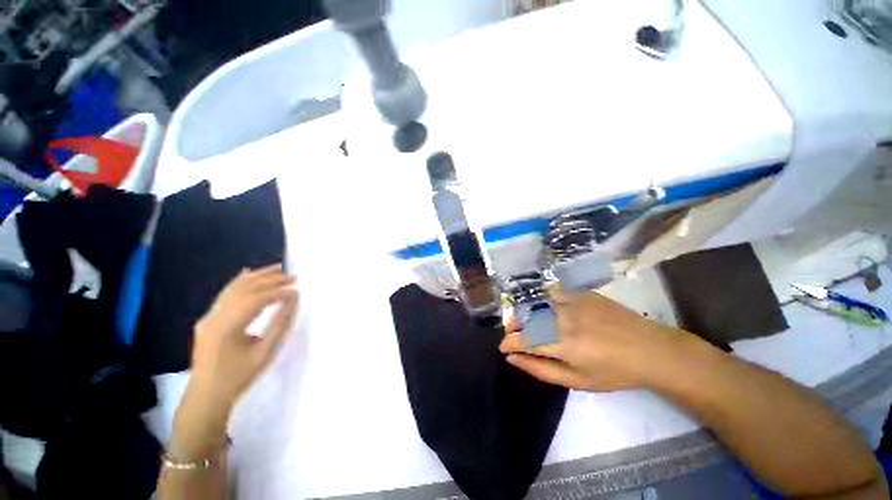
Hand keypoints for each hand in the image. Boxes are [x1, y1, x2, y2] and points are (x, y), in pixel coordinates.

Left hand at [189, 264, 298, 408]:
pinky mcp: (208, 320)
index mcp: (228, 326)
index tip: (298, 290)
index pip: (257, 299)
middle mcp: (216, 316)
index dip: (279, 292)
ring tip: (276, 269)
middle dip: (271, 280)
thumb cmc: (238, 376)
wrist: (206, 396)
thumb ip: (280, 324)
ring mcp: (209, 317)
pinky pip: (225, 296)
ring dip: (257, 277)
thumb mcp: (265, 352)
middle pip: (245, 289)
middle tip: (292, 275)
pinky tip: (247, 273)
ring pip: (234, 289)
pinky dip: (239, 282)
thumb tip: (292, 301)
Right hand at [499, 290, 684, 391]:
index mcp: (563, 344)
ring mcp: (573, 302)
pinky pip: (552, 293)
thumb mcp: (577, 381)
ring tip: (526, 322)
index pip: (522, 339)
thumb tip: (513, 358)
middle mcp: (563, 318)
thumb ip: (541, 370)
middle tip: (513, 334)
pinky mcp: (581, 292)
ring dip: (525, 313)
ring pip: (536, 302)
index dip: (508, 342)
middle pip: (525, 317)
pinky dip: (542, 302)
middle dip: (513, 326)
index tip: (503, 347)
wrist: (650, 349)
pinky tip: (545, 309)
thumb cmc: (613, 372)